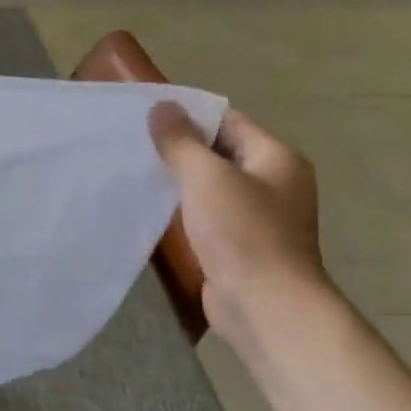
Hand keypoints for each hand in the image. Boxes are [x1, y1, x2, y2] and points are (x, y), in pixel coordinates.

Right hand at [148, 103, 328, 344]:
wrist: (264, 304)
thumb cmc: (242, 232)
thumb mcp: (206, 177)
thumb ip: (180, 141)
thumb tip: (162, 107)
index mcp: (277, 158)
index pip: (228, 121)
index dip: (188, 115)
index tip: (146, 117)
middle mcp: (274, 182)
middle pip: (220, 152)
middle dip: (179, 148)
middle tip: (134, 143)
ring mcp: (259, 215)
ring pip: (211, 185)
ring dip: (179, 180)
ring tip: (137, 172)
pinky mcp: (241, 243)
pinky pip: (208, 213)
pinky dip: (184, 208)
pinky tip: (154, 208)